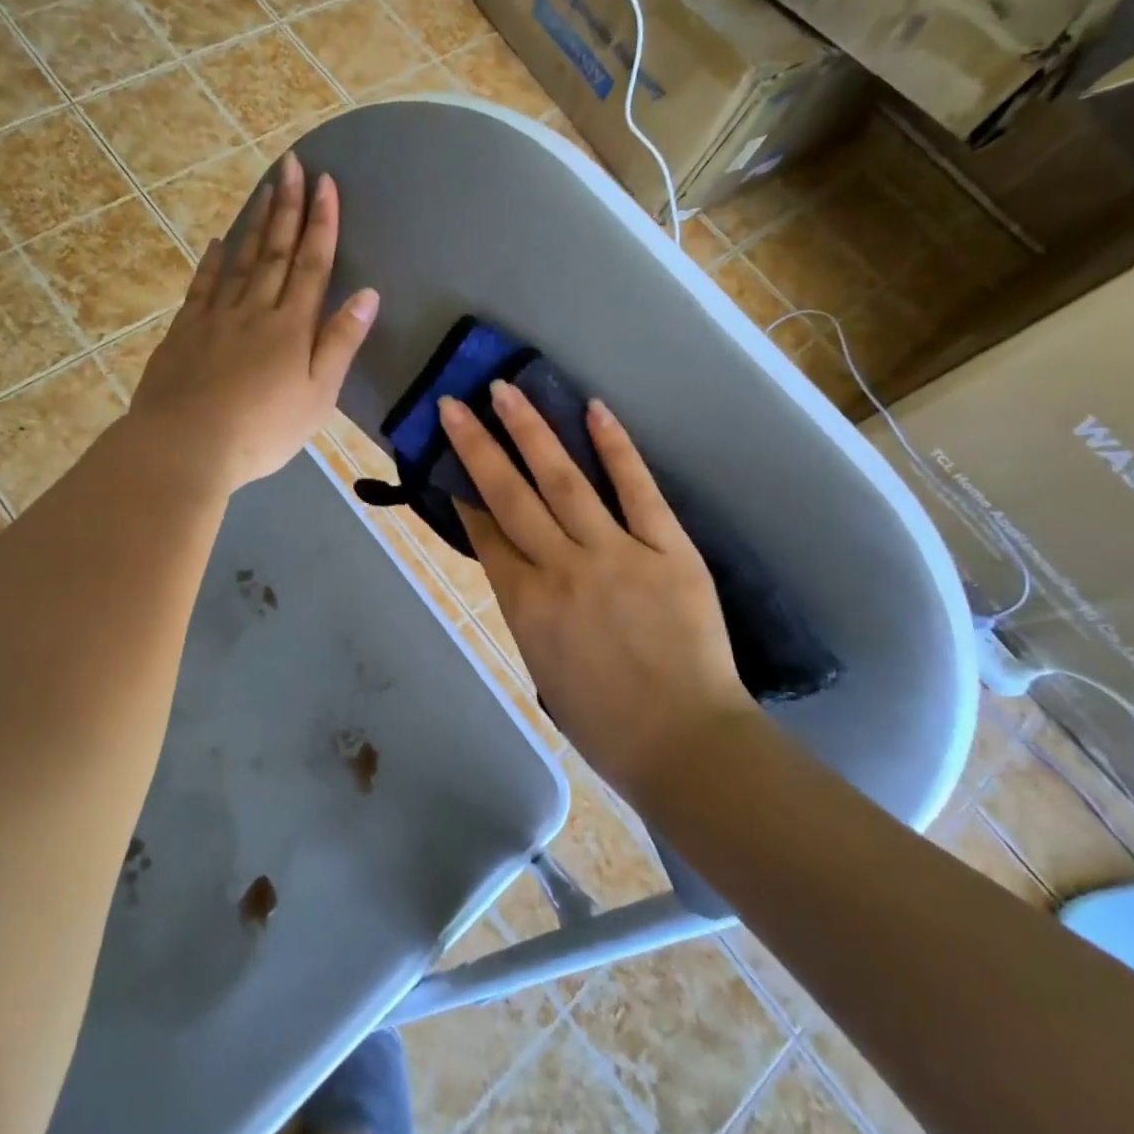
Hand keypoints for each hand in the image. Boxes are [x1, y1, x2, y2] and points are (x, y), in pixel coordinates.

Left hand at [128, 153, 377, 493]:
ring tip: (265, 189)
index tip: (326, 182)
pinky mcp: (184, 331)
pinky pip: (202, 286)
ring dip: (255, 223)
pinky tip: (216, 243)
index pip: (312, 263)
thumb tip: (367, 294)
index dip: (321, 222)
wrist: (186, 445)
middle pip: (276, 251)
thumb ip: (341, 343)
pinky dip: (212, 262)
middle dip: (288, 206)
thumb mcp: (318, 395)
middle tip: (293, 164)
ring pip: (240, 260)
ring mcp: (215, 317)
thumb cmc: (263, 430)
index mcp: (292, 326)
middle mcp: (255, 309)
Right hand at [440, 383, 756, 801]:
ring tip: (506, 390)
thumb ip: (525, 606)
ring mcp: (615, 553)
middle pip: (510, 495)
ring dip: (531, 430)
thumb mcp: (540, 665)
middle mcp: (561, 569)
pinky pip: (637, 489)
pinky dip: (615, 447)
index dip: (464, 494)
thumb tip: (517, 560)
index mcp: (525, 604)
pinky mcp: (667, 548)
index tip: (448, 459)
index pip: (487, 534)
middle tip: (455, 404)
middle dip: (478, 446)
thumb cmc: (604, 721)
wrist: (685, 743)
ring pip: (563, 480)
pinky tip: (593, 409)